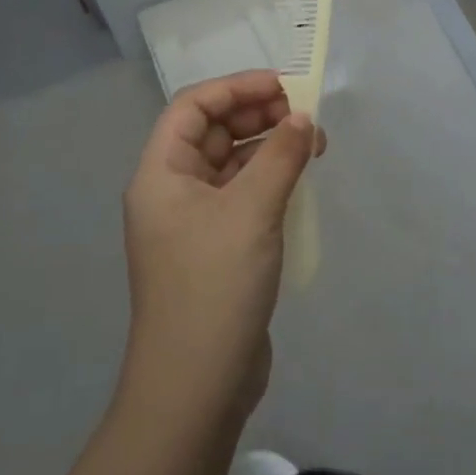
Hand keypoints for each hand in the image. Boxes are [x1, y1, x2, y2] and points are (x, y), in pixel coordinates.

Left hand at [119, 70, 320, 426]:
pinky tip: (301, 178)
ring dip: (270, 146)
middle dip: (258, 114)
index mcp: (161, 174)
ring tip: (314, 142)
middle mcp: (172, 191)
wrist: (195, 390)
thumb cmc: (214, 286)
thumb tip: (303, 117)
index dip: (236, 87)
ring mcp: (194, 222)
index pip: (193, 107)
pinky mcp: (217, 248)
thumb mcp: (252, 211)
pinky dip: (271, 178)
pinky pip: (243, 194)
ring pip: (232, 163)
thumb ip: (280, 155)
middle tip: (304, 112)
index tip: (283, 85)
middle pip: (213, 131)